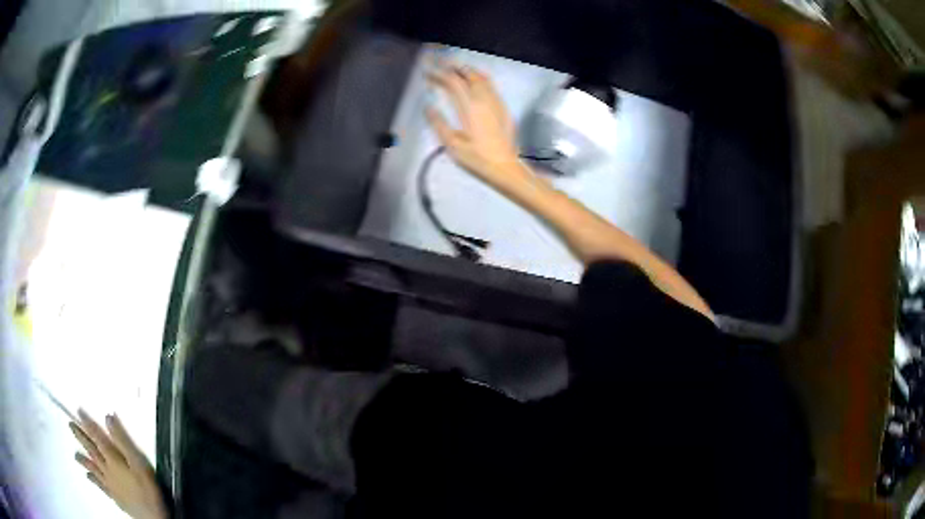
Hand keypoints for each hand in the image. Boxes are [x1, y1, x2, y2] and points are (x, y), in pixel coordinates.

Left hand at [70, 410, 167, 518]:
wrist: (151, 518)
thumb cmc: (147, 489)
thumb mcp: (139, 463)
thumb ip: (124, 441)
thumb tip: (108, 418)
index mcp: (112, 458)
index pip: (97, 436)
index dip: (87, 423)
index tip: (78, 411)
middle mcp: (107, 468)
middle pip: (91, 450)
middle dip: (81, 437)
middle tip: (70, 425)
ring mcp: (109, 483)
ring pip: (92, 467)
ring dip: (83, 458)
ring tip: (75, 454)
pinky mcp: (113, 496)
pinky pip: (99, 485)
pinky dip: (92, 478)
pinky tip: (88, 476)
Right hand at [426, 63, 531, 193]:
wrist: (505, 168)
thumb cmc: (477, 159)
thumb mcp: (452, 145)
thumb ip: (439, 123)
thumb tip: (428, 107)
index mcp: (470, 108)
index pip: (452, 82)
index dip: (438, 73)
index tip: (426, 69)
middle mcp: (484, 100)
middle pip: (467, 75)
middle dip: (451, 66)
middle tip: (438, 63)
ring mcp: (496, 103)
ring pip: (481, 77)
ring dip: (466, 70)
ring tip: (454, 67)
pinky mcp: (503, 108)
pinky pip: (491, 85)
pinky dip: (479, 77)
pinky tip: (475, 80)